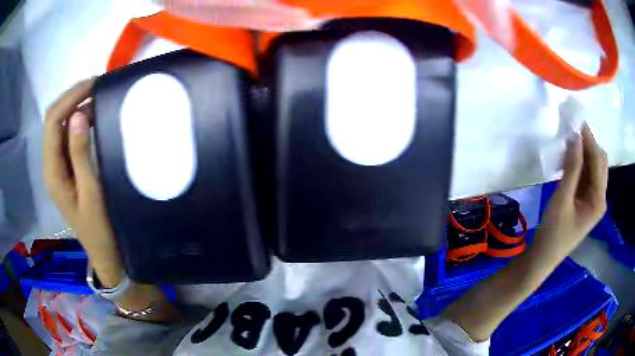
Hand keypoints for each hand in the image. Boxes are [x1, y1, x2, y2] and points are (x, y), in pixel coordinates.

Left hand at [43, 78, 123, 286]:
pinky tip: (94, 117)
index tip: (94, 83)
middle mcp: (51, 164)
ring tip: (98, 96)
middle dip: (72, 97)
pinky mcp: (67, 168)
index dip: (70, 98)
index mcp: (53, 171)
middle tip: (97, 85)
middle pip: (53, 119)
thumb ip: (81, 155)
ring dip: (76, 106)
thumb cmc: (100, 229)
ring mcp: (59, 166)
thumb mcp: (92, 193)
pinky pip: (68, 136)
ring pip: (60, 125)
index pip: (52, 121)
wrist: (105, 254)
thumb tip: (77, 116)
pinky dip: (79, 120)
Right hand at [534, 123, 607, 259]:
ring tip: (570, 142)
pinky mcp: (585, 201)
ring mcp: (593, 200)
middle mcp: (600, 198)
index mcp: (598, 200)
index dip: (589, 140)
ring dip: (585, 153)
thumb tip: (575, 137)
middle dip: (589, 144)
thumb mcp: (562, 200)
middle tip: (572, 130)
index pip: (598, 161)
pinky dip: (580, 163)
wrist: (543, 257)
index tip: (576, 120)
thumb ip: (571, 168)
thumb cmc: (553, 233)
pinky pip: (587, 175)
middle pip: (600, 162)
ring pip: (594, 167)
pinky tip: (570, 158)